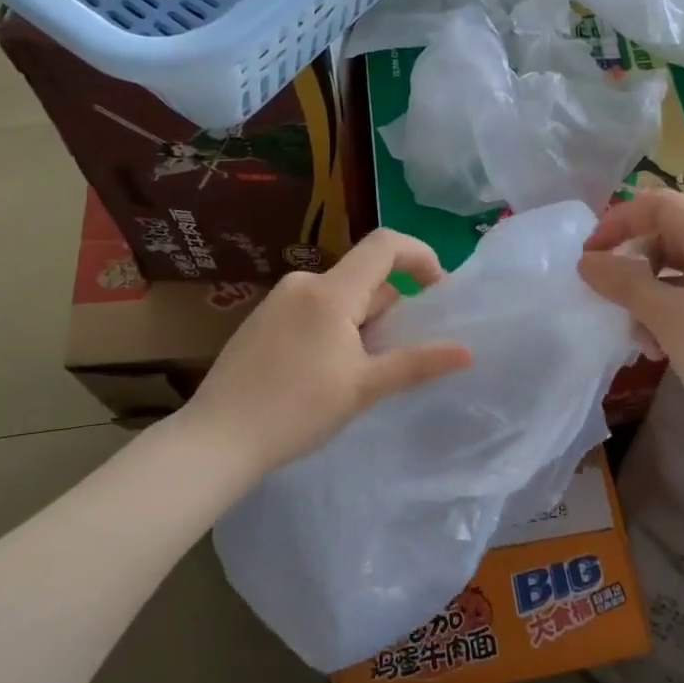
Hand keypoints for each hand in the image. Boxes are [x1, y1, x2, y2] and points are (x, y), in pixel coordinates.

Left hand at [179, 228, 473, 478]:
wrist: (216, 438)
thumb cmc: (296, 411)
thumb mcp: (364, 388)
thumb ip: (417, 363)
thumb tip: (467, 352)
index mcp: (331, 291)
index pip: (385, 244)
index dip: (421, 255)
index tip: (438, 291)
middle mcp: (304, 283)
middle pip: (365, 276)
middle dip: (391, 307)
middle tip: (397, 355)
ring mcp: (278, 300)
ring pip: (340, 297)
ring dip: (363, 322)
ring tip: (359, 373)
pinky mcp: (262, 320)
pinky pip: (314, 309)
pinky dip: (335, 328)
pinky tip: (324, 373)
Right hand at [577, 190, 683, 448]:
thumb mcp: (668, 316)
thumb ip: (623, 282)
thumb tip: (587, 261)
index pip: (659, 205)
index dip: (618, 221)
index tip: (588, 255)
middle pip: (666, 239)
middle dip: (633, 269)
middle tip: (610, 301)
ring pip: (676, 274)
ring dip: (648, 300)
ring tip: (642, 340)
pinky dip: (670, 318)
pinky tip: (661, 352)